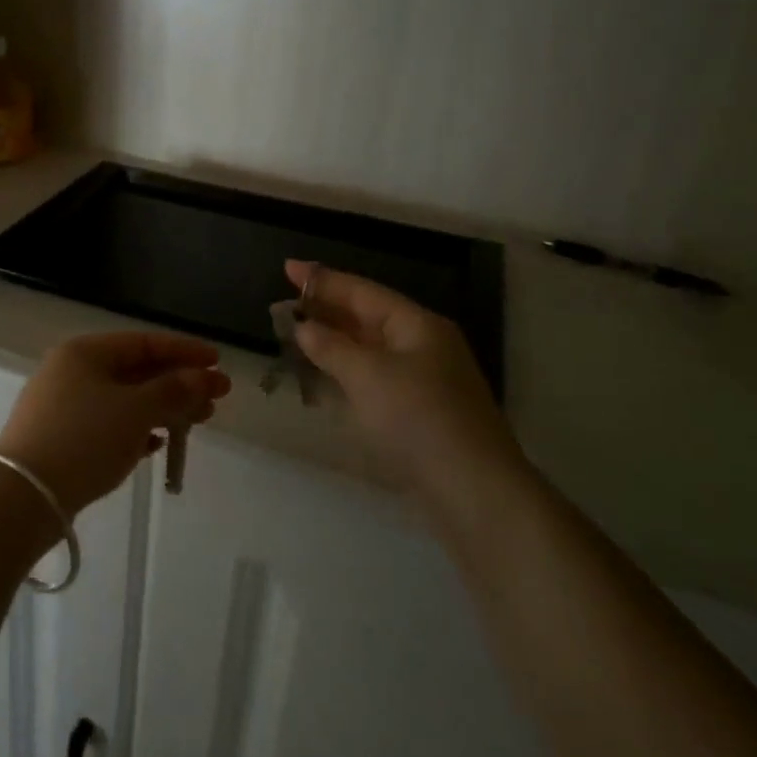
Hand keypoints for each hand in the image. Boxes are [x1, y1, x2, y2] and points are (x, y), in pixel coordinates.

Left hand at [0, 332, 232, 517]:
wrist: (23, 497)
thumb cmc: (84, 440)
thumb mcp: (135, 411)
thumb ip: (173, 390)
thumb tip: (204, 377)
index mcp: (85, 352)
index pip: (144, 342)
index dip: (185, 351)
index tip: (219, 363)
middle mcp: (71, 371)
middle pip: (136, 371)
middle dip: (179, 383)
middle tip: (217, 399)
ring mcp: (63, 406)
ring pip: (124, 399)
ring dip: (163, 408)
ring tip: (198, 422)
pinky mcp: (61, 439)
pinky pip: (108, 425)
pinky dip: (136, 430)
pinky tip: (158, 445)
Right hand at [286, 260, 518, 486]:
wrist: (472, 489)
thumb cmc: (418, 417)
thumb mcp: (368, 375)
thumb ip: (331, 347)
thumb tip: (303, 327)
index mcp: (417, 325)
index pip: (362, 292)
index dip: (323, 280)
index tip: (288, 268)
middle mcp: (423, 345)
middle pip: (367, 317)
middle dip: (326, 309)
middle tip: (285, 304)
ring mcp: (423, 379)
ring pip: (369, 348)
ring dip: (333, 341)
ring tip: (296, 334)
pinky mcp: (418, 411)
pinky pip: (374, 376)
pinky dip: (346, 371)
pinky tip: (324, 375)